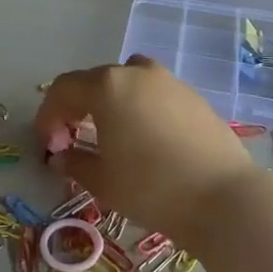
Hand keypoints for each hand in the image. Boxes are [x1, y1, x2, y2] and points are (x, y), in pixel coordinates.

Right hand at [34, 56, 263, 242]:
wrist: (224, 198)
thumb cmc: (151, 187)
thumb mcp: (102, 180)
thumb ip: (75, 161)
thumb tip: (62, 155)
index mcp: (107, 86)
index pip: (64, 89)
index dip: (49, 115)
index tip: (49, 145)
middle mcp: (136, 73)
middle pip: (94, 81)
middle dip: (76, 108)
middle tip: (72, 141)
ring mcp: (169, 82)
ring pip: (127, 83)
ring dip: (109, 104)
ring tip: (108, 136)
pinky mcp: (193, 98)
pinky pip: (153, 95)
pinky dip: (138, 109)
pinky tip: (144, 140)